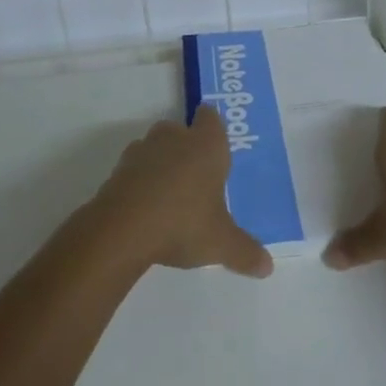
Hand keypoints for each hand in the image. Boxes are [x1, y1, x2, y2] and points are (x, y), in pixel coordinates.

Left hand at [92, 106, 273, 278]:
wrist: (122, 230)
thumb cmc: (183, 223)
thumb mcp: (221, 243)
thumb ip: (245, 252)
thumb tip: (267, 267)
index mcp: (206, 145)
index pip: (211, 117)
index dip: (212, 127)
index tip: (216, 144)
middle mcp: (174, 138)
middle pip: (181, 130)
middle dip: (188, 149)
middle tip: (198, 178)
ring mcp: (142, 151)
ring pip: (156, 147)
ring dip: (162, 163)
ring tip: (171, 195)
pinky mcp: (118, 169)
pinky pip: (135, 169)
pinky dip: (141, 181)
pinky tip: (147, 207)